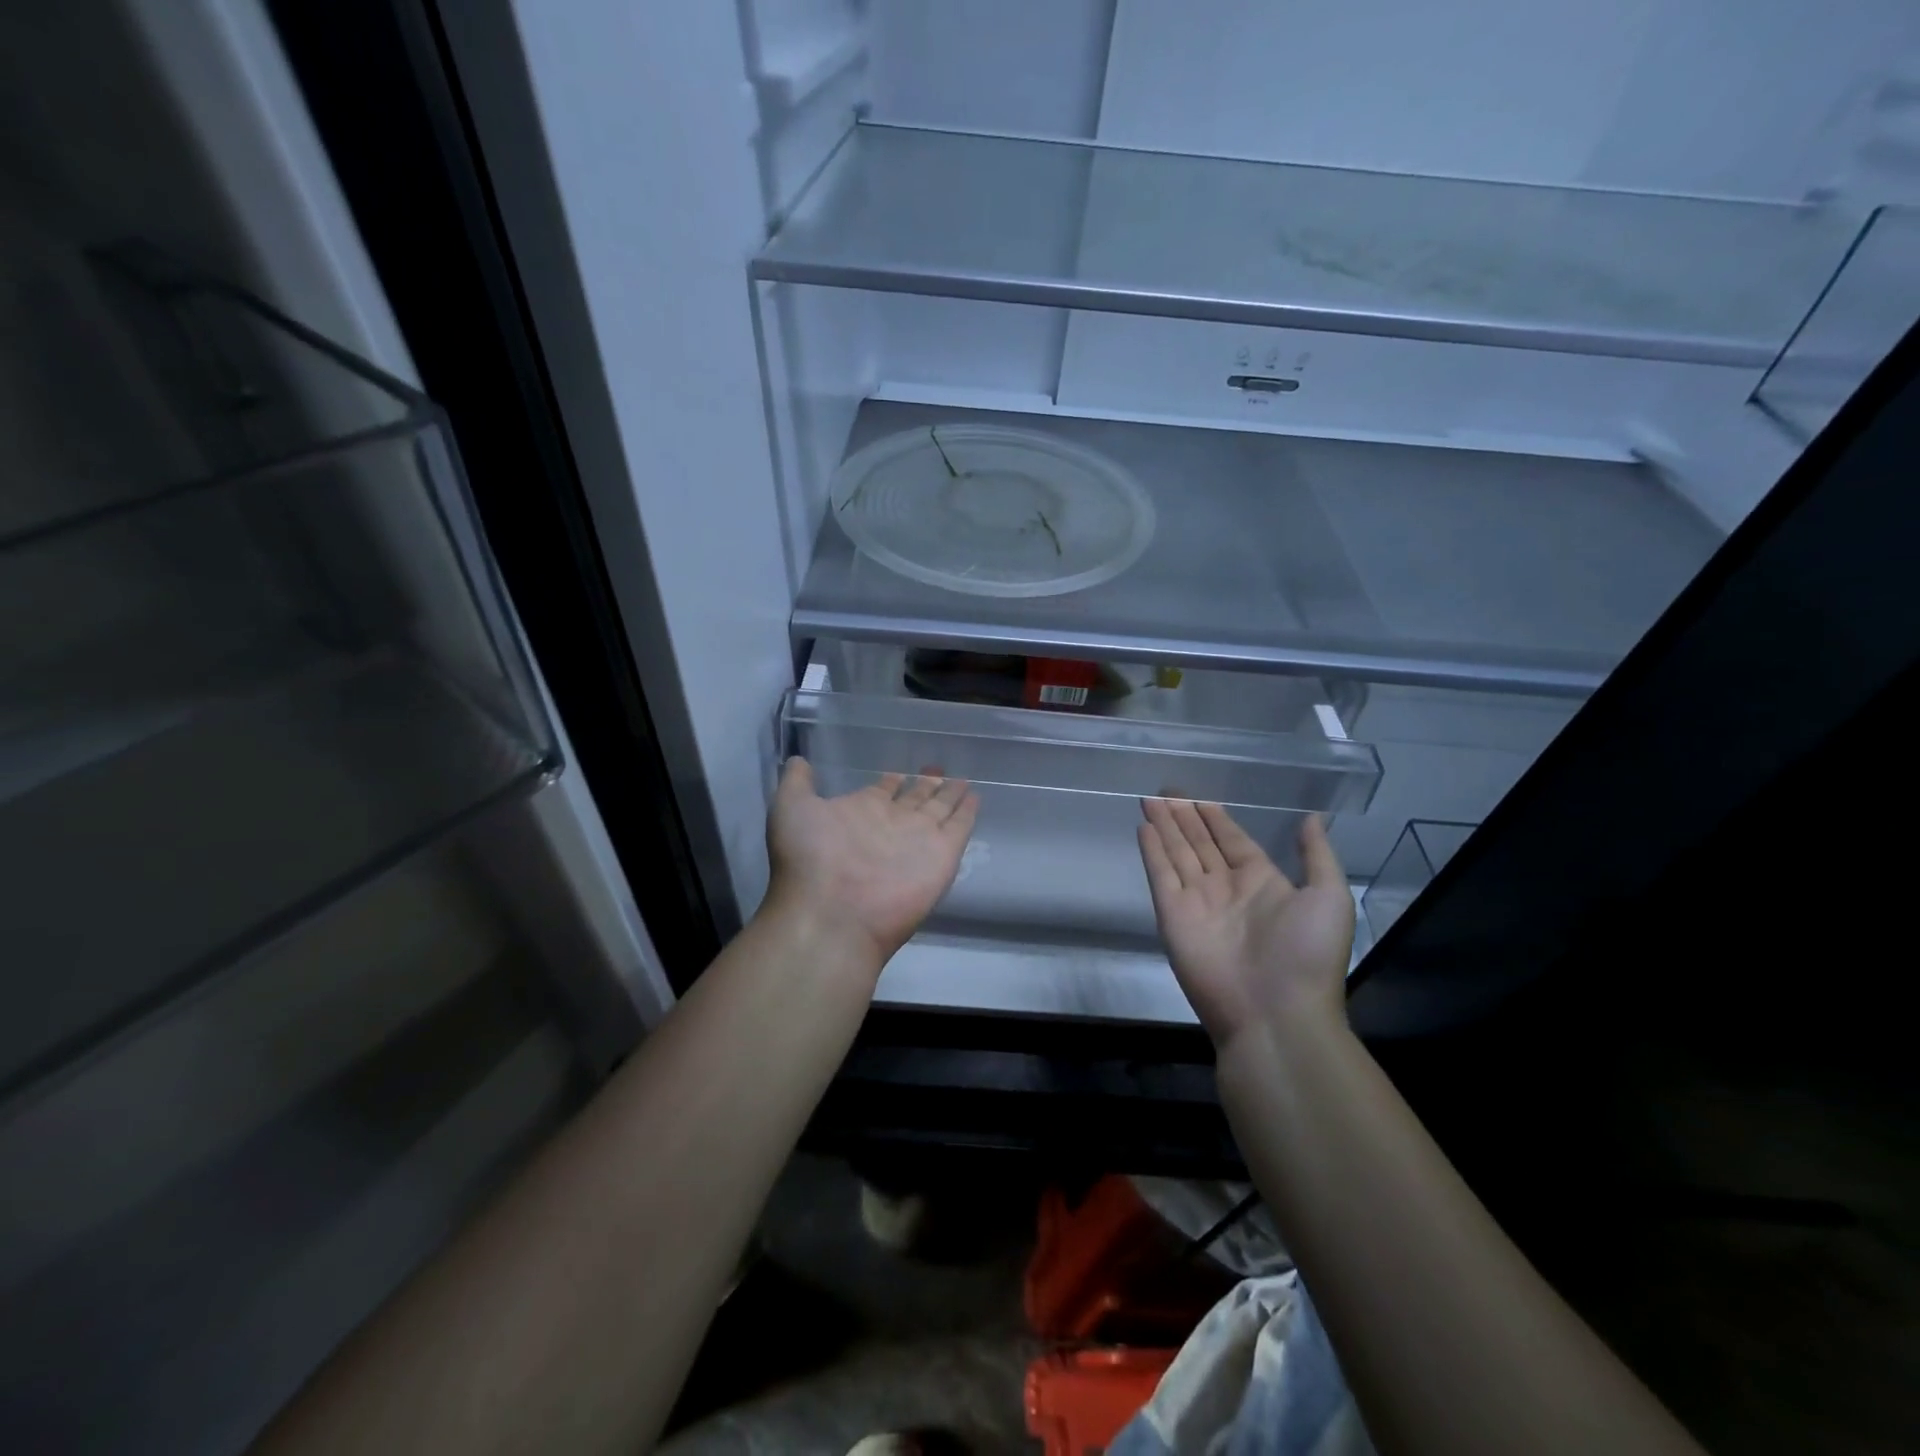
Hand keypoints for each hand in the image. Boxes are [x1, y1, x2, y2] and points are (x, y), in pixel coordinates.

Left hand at [764, 758, 978, 970]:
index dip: (891, 781)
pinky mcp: (943, 856)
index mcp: (860, 812)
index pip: (882, 792)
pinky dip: (968, 813)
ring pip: (939, 810)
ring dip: (949, 795)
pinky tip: (976, 797)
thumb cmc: (809, 858)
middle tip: (938, 770)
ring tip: (962, 780)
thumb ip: (797, 782)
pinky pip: (960, 827)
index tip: (899, 772)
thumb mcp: (791, 807)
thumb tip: (800, 760)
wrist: (832, 913)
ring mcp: (918, 840)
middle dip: (925, 785)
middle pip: (914, 799)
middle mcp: (891, 824)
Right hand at [1137, 800, 1352, 1049]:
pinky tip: (1144, 828)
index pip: (1232, 841)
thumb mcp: (1328, 898)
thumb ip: (1316, 856)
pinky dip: (1152, 851)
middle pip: (1199, 843)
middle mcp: (1226, 888)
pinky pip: (1161, 875)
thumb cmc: (1306, 954)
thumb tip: (1312, 818)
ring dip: (1165, 826)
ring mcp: (1197, 902)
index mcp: (1262, 882)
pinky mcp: (1172, 915)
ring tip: (1150, 799)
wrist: (1275, 1013)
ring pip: (1177, 853)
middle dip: (1184, 817)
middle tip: (1166, 791)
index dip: (1215, 818)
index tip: (1198, 797)